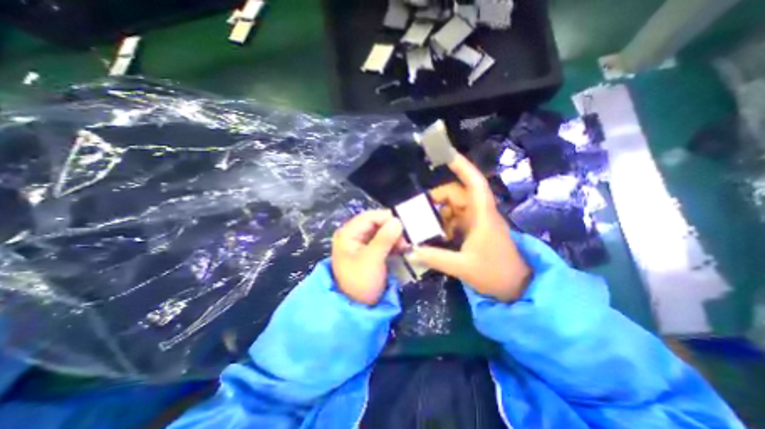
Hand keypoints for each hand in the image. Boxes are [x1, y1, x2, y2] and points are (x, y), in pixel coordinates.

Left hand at [334, 210, 409, 303]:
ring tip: (406, 245)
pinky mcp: (368, 251)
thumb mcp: (372, 259)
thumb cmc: (361, 282)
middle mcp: (353, 234)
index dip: (387, 218)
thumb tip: (398, 221)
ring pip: (380, 231)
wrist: (357, 307)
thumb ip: (384, 238)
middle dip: (392, 228)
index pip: (369, 217)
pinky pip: (382, 241)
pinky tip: (402, 248)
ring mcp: (360, 243)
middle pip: (375, 223)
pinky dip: (392, 243)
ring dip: (394, 236)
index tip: (405, 225)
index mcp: (348, 233)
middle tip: (407, 237)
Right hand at [413, 153, 532, 301]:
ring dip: (439, 214)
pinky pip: (454, 220)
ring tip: (425, 226)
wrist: (517, 287)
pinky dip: (443, 224)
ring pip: (454, 207)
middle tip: (419, 210)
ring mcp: (476, 222)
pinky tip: (436, 235)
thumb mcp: (463, 267)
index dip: (462, 167)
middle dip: (438, 199)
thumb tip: (411, 250)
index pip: (475, 183)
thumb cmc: (495, 274)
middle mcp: (480, 213)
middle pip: (457, 194)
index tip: (446, 155)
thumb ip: (435, 258)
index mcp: (482, 215)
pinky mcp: (474, 230)